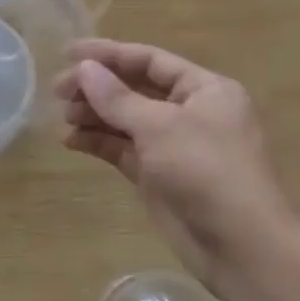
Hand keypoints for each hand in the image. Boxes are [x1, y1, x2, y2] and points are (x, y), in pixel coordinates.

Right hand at [54, 38, 299, 285]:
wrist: (241, 248)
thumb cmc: (207, 172)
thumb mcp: (160, 127)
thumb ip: (117, 97)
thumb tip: (84, 68)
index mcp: (204, 90)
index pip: (150, 60)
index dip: (108, 54)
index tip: (68, 52)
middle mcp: (190, 111)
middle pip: (134, 88)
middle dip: (96, 87)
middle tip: (58, 91)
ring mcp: (173, 145)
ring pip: (125, 119)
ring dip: (93, 114)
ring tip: (64, 117)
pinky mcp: (158, 174)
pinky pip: (122, 148)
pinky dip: (97, 142)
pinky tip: (70, 140)